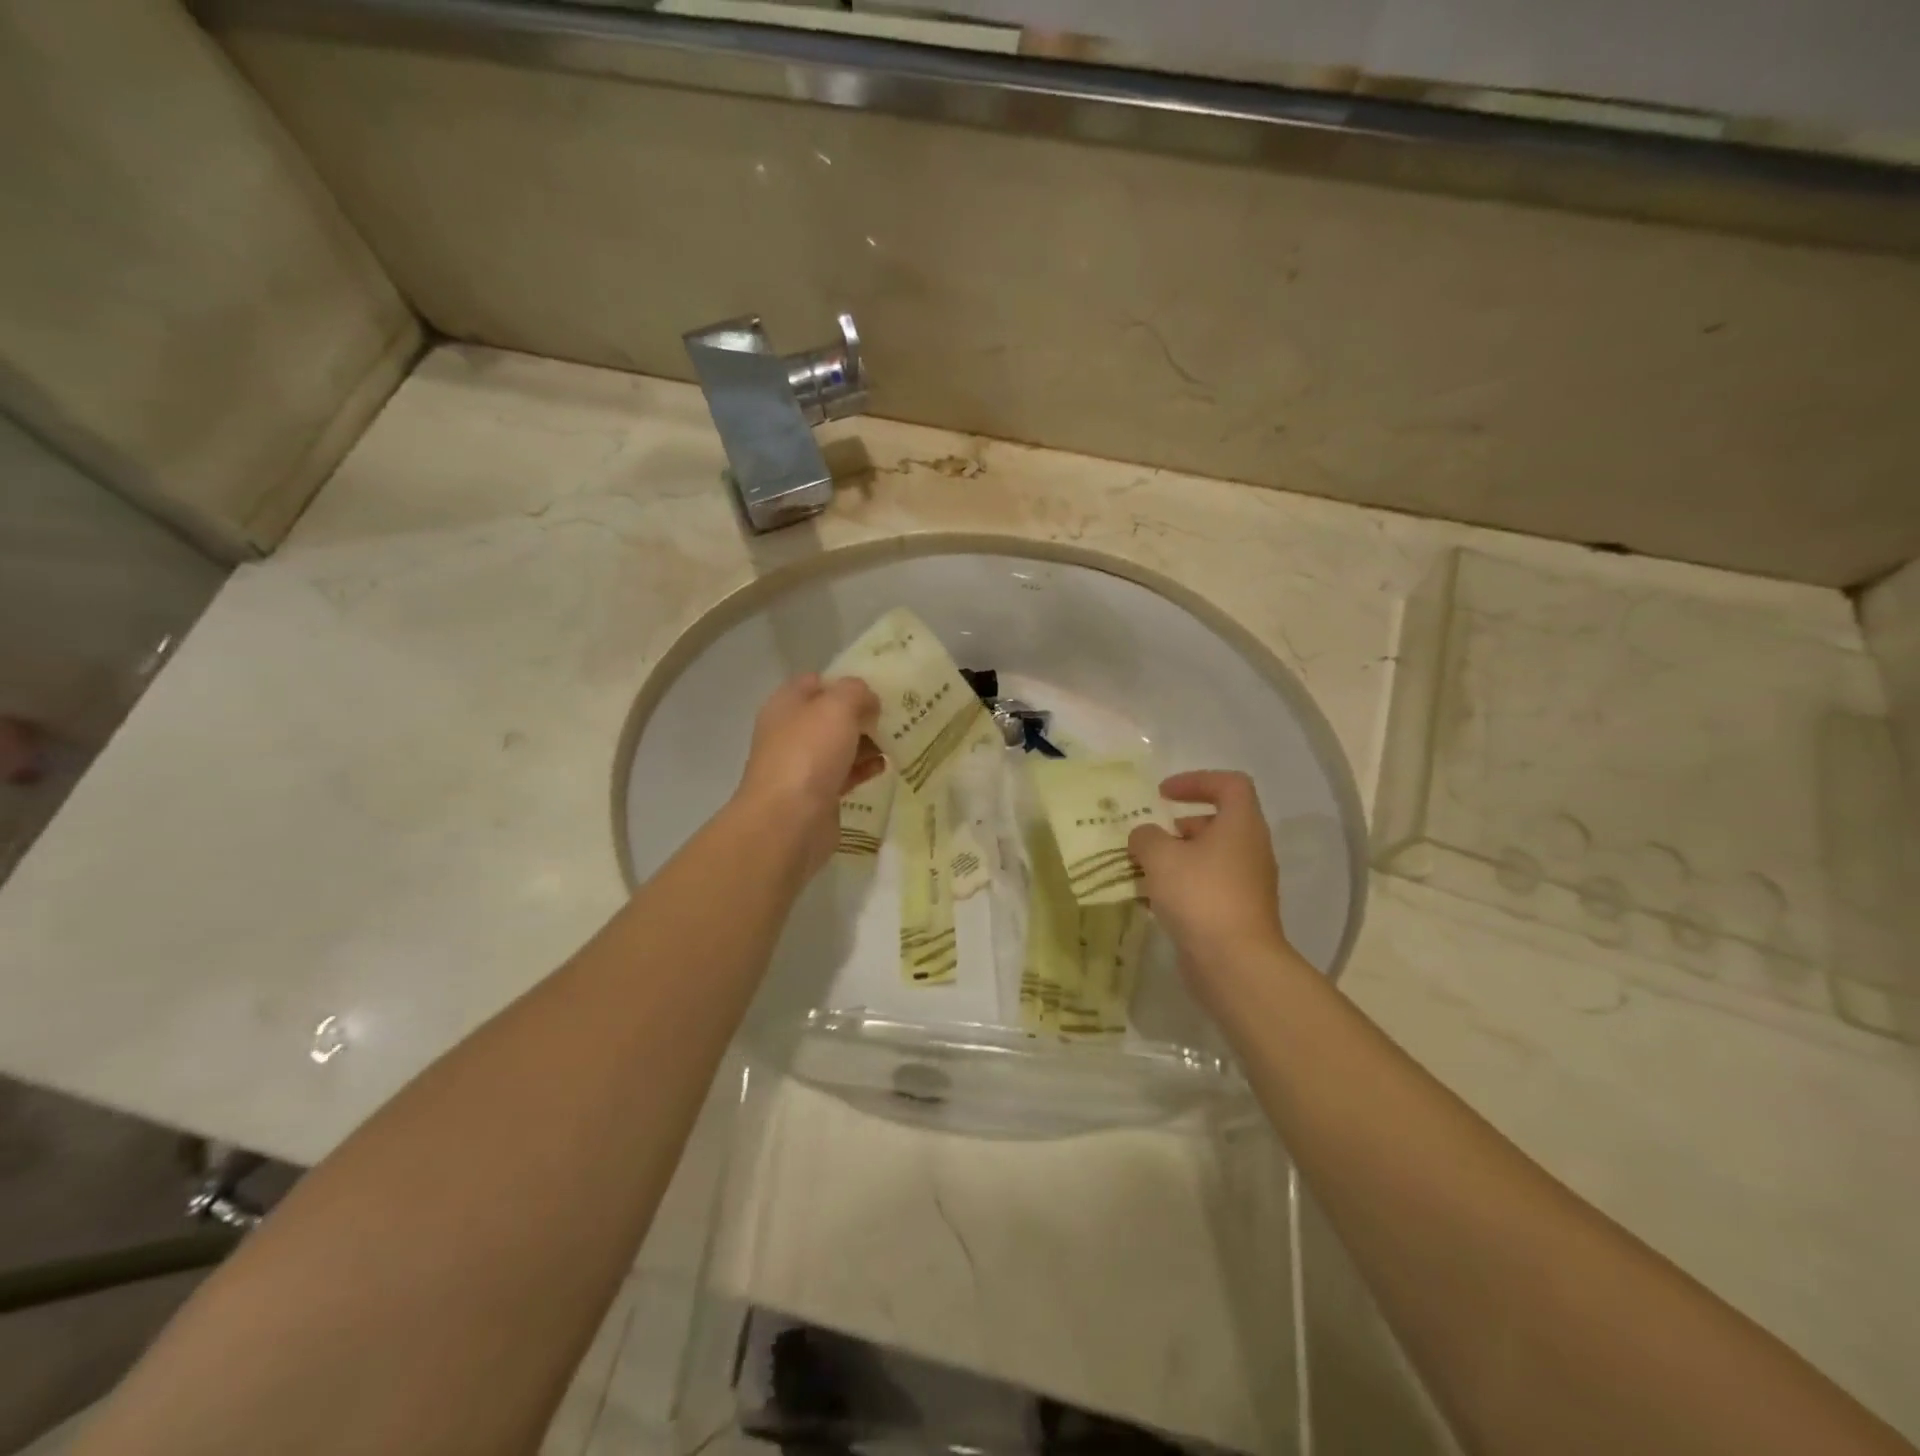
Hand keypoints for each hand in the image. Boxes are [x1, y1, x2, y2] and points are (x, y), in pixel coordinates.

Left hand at [734, 674, 882, 874]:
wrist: (789, 821)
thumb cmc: (809, 754)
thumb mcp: (837, 706)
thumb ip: (856, 692)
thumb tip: (868, 700)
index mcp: (787, 704)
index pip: (816, 681)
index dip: (846, 681)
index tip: (878, 686)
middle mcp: (790, 732)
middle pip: (830, 715)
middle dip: (862, 714)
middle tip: (896, 714)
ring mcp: (802, 765)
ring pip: (839, 746)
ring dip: (866, 742)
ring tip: (898, 740)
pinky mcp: (817, 794)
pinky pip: (844, 774)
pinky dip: (864, 769)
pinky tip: (885, 767)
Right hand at [1128, 771, 1290, 981]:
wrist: (1235, 964)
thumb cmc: (1200, 896)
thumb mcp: (1160, 856)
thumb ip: (1146, 837)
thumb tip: (1145, 837)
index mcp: (1241, 825)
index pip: (1229, 784)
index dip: (1196, 781)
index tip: (1163, 795)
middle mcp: (1251, 850)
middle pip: (1217, 823)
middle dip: (1178, 827)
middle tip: (1148, 840)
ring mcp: (1248, 884)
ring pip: (1210, 858)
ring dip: (1176, 860)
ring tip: (1142, 872)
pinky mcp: (1239, 913)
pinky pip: (1208, 887)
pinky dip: (1182, 887)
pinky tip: (1153, 902)